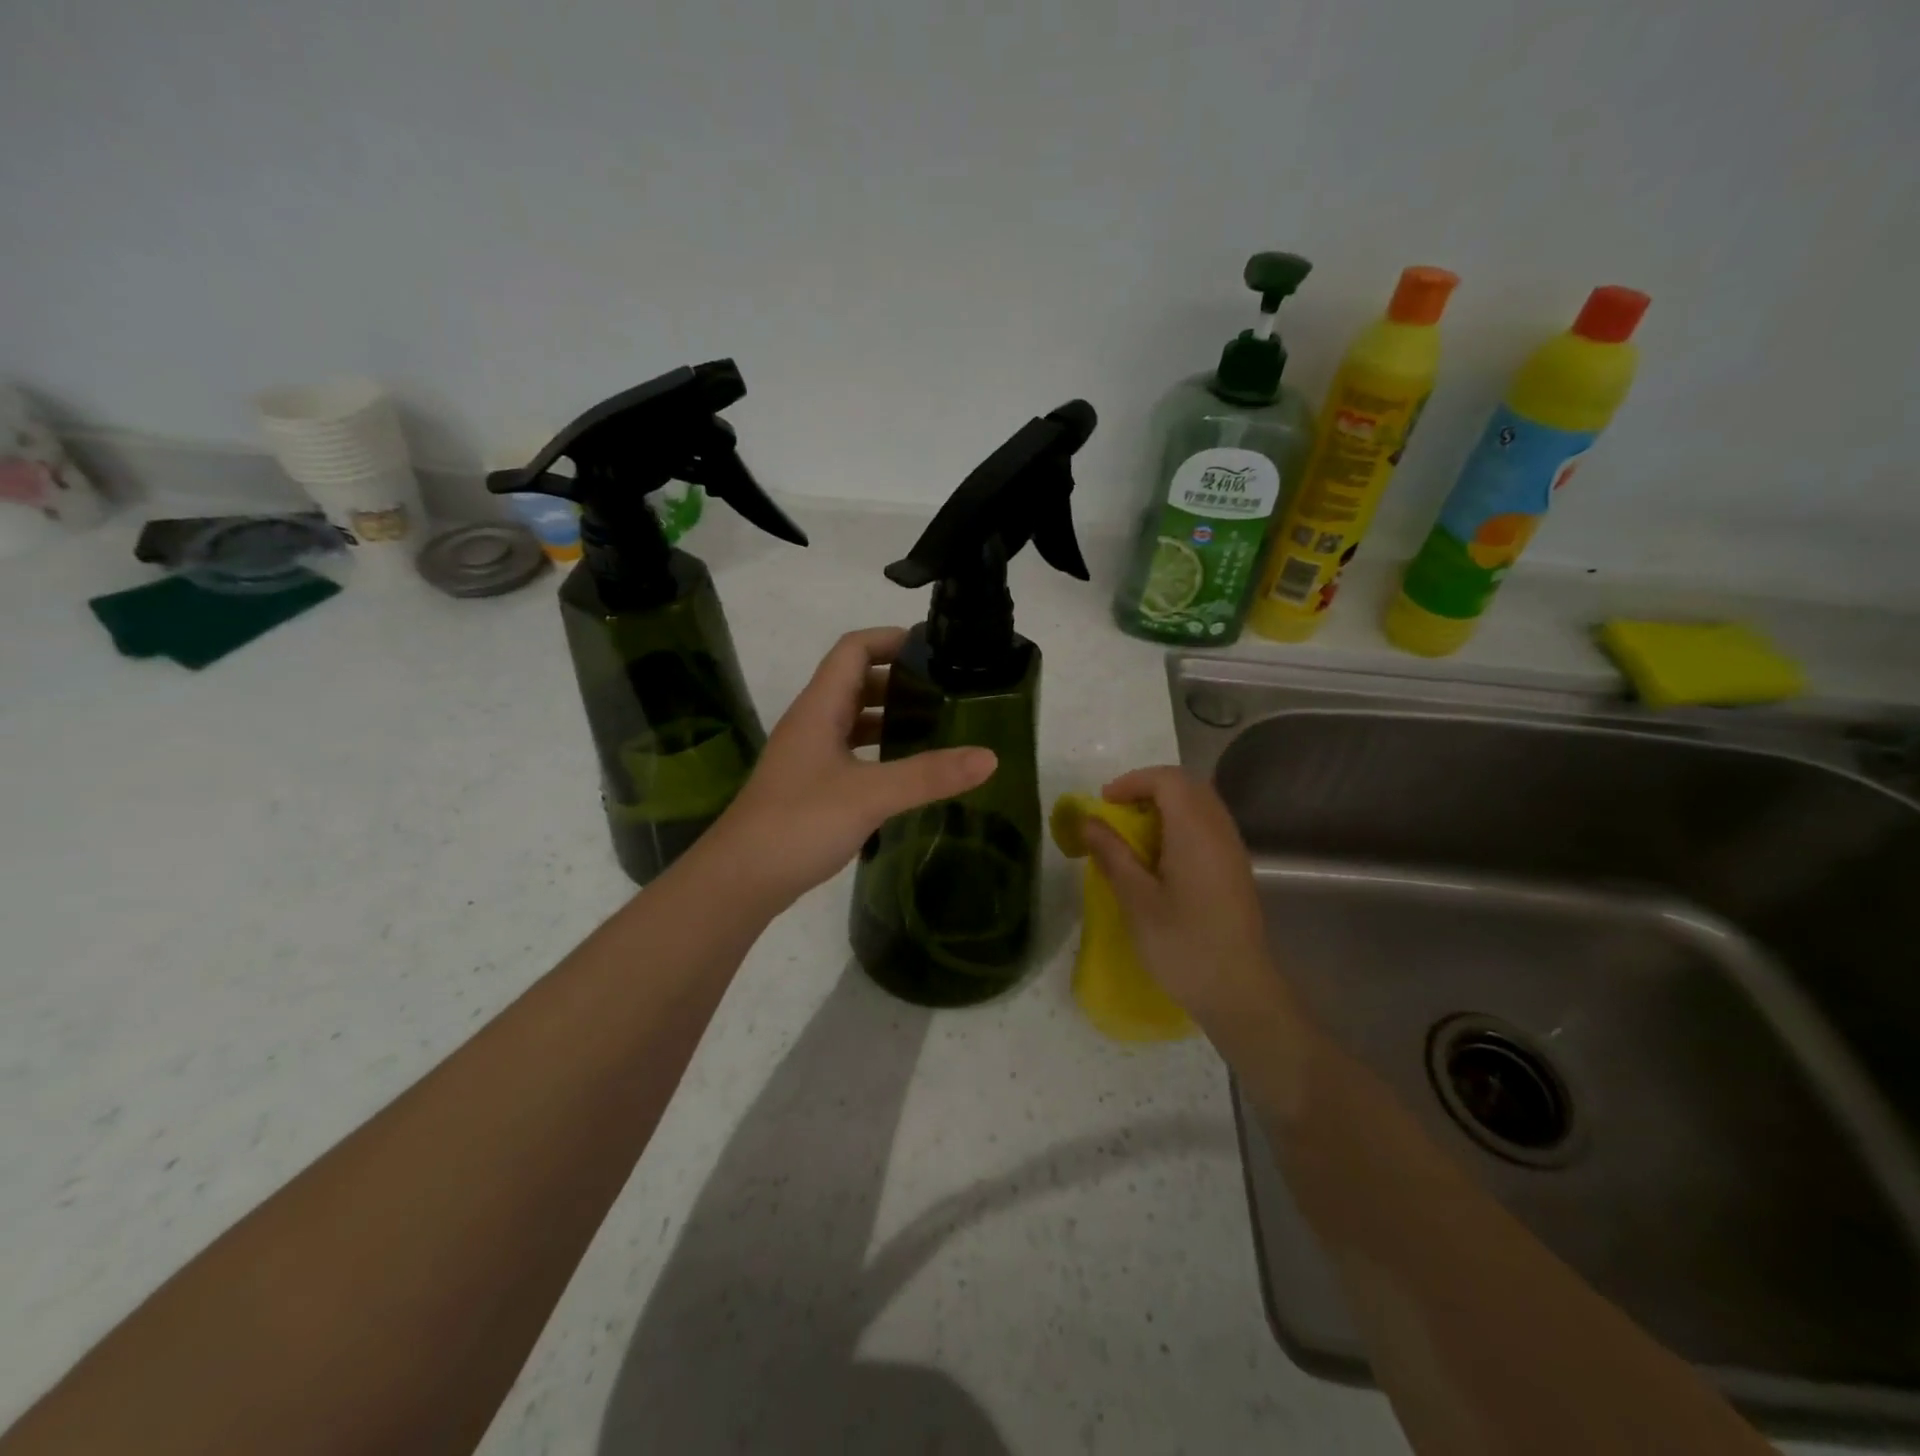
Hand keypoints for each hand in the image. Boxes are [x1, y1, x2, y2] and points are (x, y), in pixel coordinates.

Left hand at [706, 627, 996, 906]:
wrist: (739, 880)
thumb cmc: (799, 824)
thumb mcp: (870, 795)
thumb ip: (929, 775)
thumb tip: (990, 757)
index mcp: (819, 709)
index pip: (853, 649)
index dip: (891, 639)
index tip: (935, 650)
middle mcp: (811, 724)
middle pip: (855, 681)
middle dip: (900, 680)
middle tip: (948, 691)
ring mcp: (808, 757)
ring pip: (853, 720)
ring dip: (890, 716)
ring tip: (937, 727)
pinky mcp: (810, 786)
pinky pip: (851, 752)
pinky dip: (880, 751)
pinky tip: (907, 771)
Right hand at [1082, 765, 1283, 1033]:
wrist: (1238, 991)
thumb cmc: (1182, 944)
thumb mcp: (1136, 899)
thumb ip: (1112, 853)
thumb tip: (1088, 821)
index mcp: (1195, 831)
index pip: (1168, 779)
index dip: (1133, 782)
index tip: (1104, 804)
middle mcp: (1219, 831)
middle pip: (1187, 786)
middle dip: (1148, 790)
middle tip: (1117, 814)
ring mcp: (1232, 850)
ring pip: (1199, 806)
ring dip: (1164, 808)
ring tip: (1133, 835)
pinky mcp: (1235, 870)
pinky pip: (1207, 827)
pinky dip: (1179, 826)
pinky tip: (1159, 859)